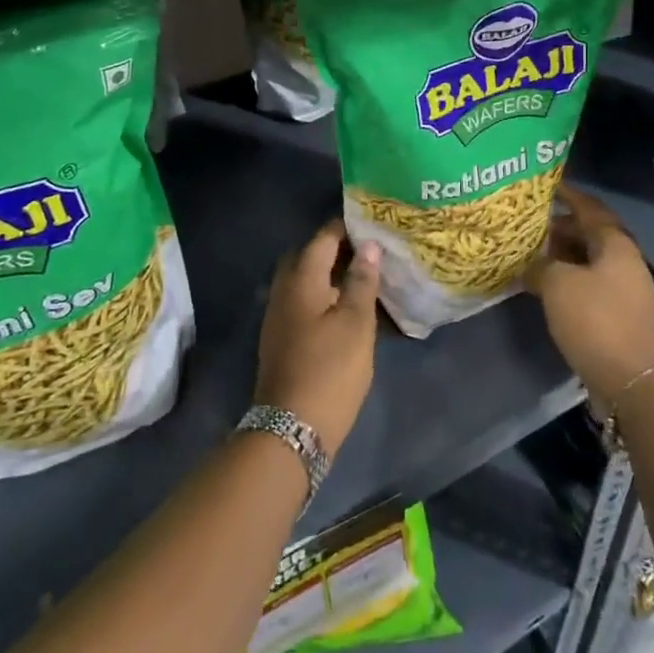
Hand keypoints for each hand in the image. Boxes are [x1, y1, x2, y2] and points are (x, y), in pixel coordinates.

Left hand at [255, 219, 380, 453]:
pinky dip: (323, 295)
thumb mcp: (356, 323)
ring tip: (364, 277)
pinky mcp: (281, 338)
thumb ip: (361, 280)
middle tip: (370, 251)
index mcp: (301, 279)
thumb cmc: (330, 369)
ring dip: (330, 273)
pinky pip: (302, 301)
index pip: (323, 237)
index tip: (375, 223)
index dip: (347, 227)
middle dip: (337, 248)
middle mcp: (284, 290)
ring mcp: (278, 316)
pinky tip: (346, 308)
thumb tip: (367, 245)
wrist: (292, 428)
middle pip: (309, 256)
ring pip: (305, 280)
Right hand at [527, 186, 653, 402]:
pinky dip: (569, 281)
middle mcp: (625, 261)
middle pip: (590, 234)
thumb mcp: (557, 284)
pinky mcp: (620, 316)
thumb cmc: (596, 320)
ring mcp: (626, 290)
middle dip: (560, 228)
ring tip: (531, 255)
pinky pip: (591, 286)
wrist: (633, 381)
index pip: (589, 208)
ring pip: (589, 262)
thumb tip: (530, 263)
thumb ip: (540, 265)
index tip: (544, 187)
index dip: (567, 195)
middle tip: (529, 226)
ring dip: (562, 257)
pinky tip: (546, 288)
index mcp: (615, 243)